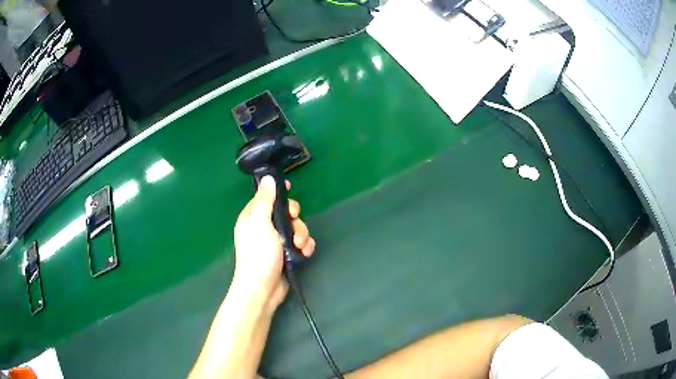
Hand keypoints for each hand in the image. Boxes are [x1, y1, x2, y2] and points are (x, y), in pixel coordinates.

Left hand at [233, 176, 315, 311]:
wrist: (263, 287)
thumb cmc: (258, 253)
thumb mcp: (260, 222)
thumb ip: (265, 199)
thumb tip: (267, 177)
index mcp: (253, 217)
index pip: (266, 197)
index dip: (278, 192)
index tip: (290, 188)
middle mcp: (264, 227)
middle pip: (285, 212)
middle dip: (294, 217)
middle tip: (295, 220)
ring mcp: (276, 242)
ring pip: (296, 228)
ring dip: (302, 234)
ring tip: (300, 245)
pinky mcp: (287, 254)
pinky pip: (300, 243)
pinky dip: (305, 246)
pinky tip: (305, 252)